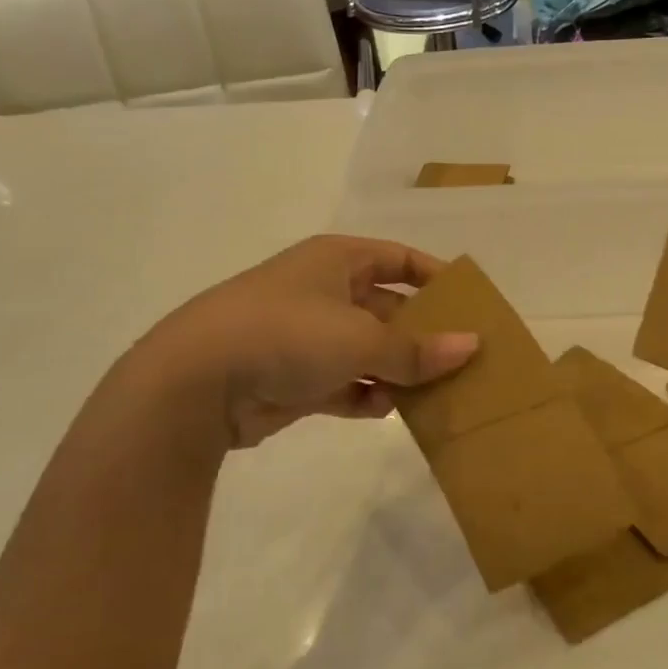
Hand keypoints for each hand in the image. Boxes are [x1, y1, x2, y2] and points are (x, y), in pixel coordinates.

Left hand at [137, 235, 477, 449]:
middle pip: (388, 309)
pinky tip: (385, 409)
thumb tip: (471, 346)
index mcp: (338, 261)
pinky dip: (364, 395)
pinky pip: (344, 383)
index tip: (470, 304)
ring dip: (396, 371)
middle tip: (462, 360)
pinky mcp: (293, 378)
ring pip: (368, 351)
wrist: (196, 383)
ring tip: (435, 393)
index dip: (436, 277)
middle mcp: (324, 292)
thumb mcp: (362, 338)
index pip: (399, 259)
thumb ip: (418, 349)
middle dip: (422, 335)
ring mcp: (306, 337)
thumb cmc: (288, 334)